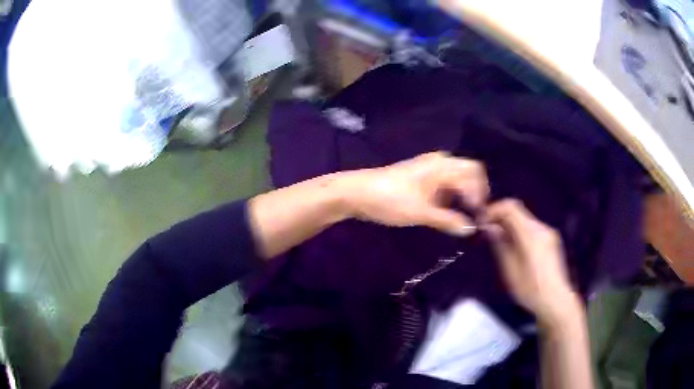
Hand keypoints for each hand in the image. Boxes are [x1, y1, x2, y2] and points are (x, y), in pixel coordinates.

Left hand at [341, 152, 488, 235]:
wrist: (356, 192)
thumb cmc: (390, 200)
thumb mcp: (422, 213)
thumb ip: (449, 220)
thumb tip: (472, 228)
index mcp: (443, 166)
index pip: (475, 175)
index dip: (482, 196)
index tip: (481, 218)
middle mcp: (440, 162)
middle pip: (469, 172)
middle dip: (476, 192)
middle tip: (475, 215)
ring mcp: (429, 167)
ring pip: (457, 177)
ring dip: (464, 193)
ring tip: (464, 215)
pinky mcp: (421, 176)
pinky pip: (445, 181)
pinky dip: (452, 194)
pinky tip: (448, 210)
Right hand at [484, 199, 581, 326]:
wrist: (556, 300)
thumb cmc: (530, 289)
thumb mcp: (510, 269)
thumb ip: (500, 244)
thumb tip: (490, 227)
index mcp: (531, 233)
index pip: (511, 207)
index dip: (494, 209)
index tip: (482, 221)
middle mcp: (542, 228)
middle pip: (518, 212)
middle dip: (501, 218)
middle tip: (487, 232)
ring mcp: (548, 233)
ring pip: (525, 220)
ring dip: (510, 225)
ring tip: (498, 241)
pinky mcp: (551, 240)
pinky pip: (531, 228)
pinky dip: (519, 231)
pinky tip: (514, 247)